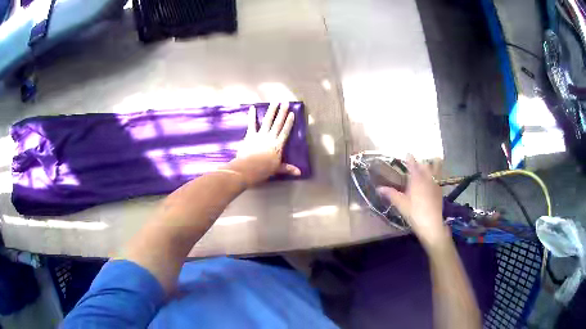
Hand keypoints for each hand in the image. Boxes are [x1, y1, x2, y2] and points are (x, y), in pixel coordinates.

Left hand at [228, 103, 300, 185]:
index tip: (292, 113)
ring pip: (267, 121)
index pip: (285, 132)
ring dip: (271, 111)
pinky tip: (252, 108)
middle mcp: (270, 137)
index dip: (289, 122)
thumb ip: (288, 169)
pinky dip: (252, 116)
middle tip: (285, 103)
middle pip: (277, 123)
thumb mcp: (277, 169)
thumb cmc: (264, 170)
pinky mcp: (250, 135)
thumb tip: (299, 173)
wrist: (249, 168)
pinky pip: (252, 124)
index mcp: (278, 145)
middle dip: (282, 113)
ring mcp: (260, 135)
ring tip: (274, 102)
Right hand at [377, 155, 450, 249]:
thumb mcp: (401, 204)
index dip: (410, 158)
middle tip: (416, 162)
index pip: (413, 164)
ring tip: (429, 165)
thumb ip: (391, 194)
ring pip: (436, 169)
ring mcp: (435, 184)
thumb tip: (379, 188)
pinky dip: (435, 175)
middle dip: (421, 162)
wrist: (432, 224)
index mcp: (416, 179)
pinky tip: (431, 181)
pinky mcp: (439, 191)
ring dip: (432, 165)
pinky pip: (438, 178)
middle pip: (426, 165)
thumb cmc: (415, 213)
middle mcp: (427, 178)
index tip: (407, 153)